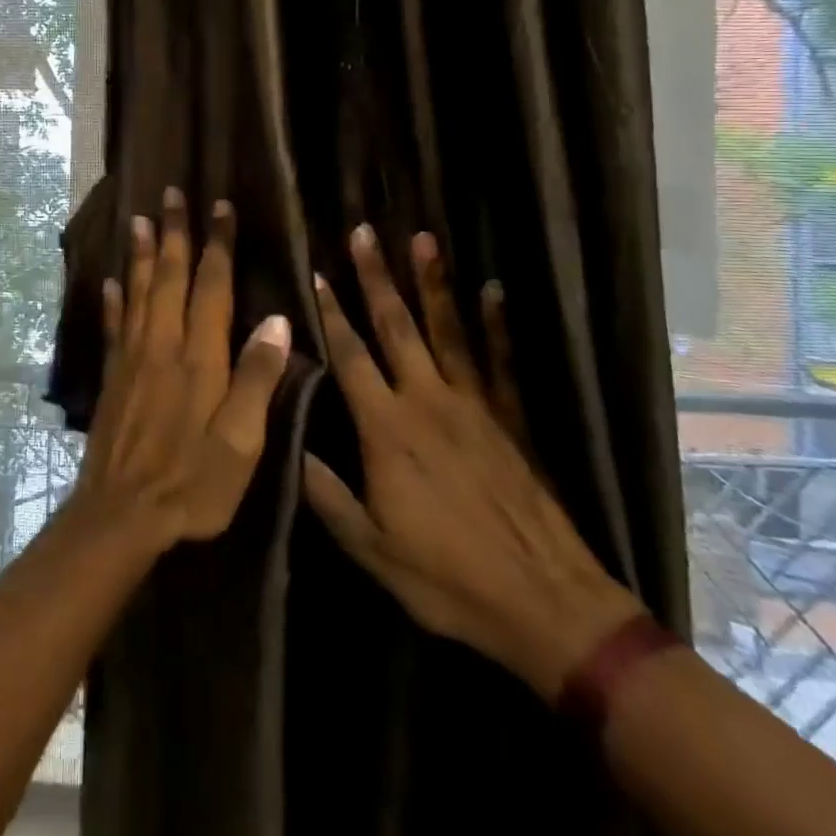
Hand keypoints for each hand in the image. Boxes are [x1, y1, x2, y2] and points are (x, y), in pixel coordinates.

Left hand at [72, 188, 293, 554]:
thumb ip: (257, 379)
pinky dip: (113, 301)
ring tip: (140, 220)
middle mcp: (162, 345)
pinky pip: (114, 327)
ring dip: (142, 255)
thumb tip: (277, 320)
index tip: (220, 207)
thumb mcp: (241, 442)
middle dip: (175, 234)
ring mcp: (132, 360)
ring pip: (138, 293)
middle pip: (169, 278)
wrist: (121, 517)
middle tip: (171, 194)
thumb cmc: (192, 484)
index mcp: (198, 357)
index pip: (210, 287)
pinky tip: (111, 282)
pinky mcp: (113, 379)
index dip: (217, 245)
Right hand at [302, 226, 645, 699]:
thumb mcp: (372, 549)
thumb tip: (289, 447)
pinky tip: (492, 290)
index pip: (350, 356)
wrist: (546, 604)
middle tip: (363, 232)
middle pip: (396, 326)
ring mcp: (474, 404)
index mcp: (387, 429)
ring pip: (447, 330)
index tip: (317, 272)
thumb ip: (327, 495)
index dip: (330, 313)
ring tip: (423, 240)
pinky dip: (496, 323)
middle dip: (376, 276)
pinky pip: (499, 361)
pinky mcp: (510, 418)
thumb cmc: (448, 579)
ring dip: (432, 283)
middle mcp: (427, 401)